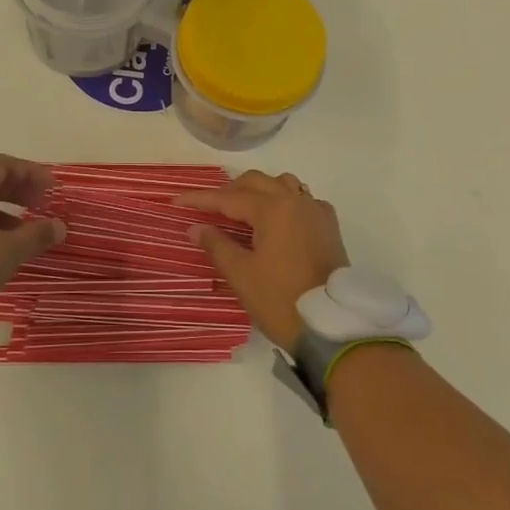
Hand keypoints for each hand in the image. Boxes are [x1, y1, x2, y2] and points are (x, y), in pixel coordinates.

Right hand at [178, 171, 348, 353]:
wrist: (331, 327)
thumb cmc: (281, 300)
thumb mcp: (241, 275)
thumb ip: (217, 245)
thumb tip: (196, 227)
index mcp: (272, 209)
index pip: (229, 198)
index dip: (201, 199)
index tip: (177, 201)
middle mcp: (295, 201)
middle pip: (256, 182)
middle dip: (230, 191)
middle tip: (209, 208)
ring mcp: (316, 212)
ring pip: (283, 184)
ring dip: (260, 190)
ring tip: (243, 209)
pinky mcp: (329, 227)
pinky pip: (303, 200)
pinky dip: (286, 201)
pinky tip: (278, 220)